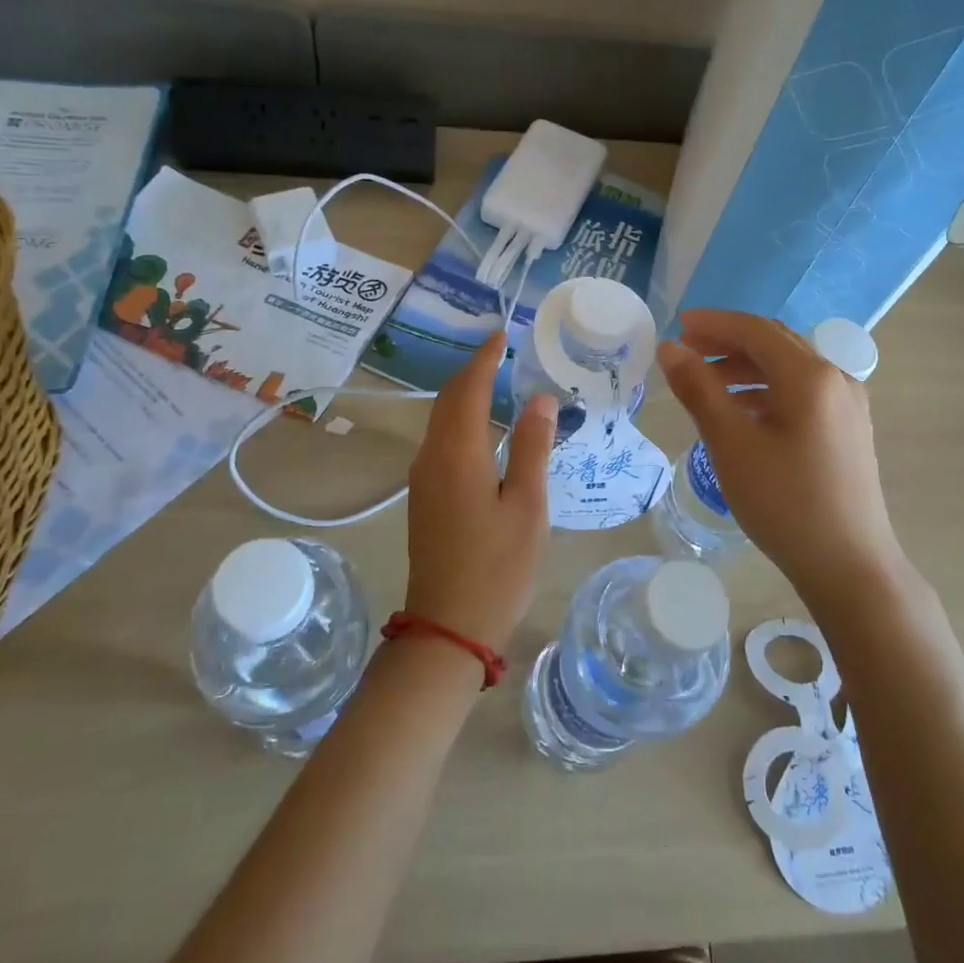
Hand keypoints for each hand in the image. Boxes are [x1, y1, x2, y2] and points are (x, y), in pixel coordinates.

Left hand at [403, 330, 557, 652]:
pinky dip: (459, 418)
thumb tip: (539, 398)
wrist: (447, 628)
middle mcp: (432, 456)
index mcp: (458, 452)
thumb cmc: (497, 567)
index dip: (486, 358)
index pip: (470, 388)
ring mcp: (423, 477)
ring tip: (493, 379)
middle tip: (500, 352)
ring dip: (463, 393)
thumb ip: (532, 448)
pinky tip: (480, 427)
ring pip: (440, 419)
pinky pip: (440, 439)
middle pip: (448, 399)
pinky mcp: (424, 497)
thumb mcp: (527, 506)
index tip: (502, 334)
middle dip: (472, 370)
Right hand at [656, 309, 904, 603]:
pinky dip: (767, 389)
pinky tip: (742, 410)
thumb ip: (699, 389)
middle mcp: (836, 378)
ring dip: (746, 366)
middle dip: (728, 341)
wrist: (849, 566)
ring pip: (789, 367)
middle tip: (686, 350)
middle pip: (775, 343)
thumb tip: (670, 349)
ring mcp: (847, 404)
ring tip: (706, 382)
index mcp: (810, 375)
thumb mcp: (731, 443)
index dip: (714, 323)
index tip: (677, 326)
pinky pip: (801, 391)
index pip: (755, 330)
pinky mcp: (848, 429)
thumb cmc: (785, 502)